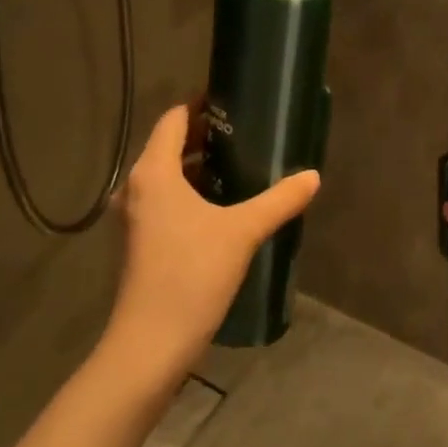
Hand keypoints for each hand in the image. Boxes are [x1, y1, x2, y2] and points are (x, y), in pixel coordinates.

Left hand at [101, 103, 320, 386]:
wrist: (151, 343)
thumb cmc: (191, 275)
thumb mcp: (242, 232)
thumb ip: (279, 200)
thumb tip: (312, 177)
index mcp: (153, 172)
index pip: (174, 119)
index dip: (201, 105)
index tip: (234, 102)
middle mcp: (137, 186)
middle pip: (169, 145)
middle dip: (206, 136)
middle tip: (247, 133)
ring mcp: (135, 216)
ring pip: (167, 176)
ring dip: (199, 166)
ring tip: (241, 165)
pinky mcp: (141, 241)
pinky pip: (166, 200)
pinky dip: (191, 192)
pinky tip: (223, 206)